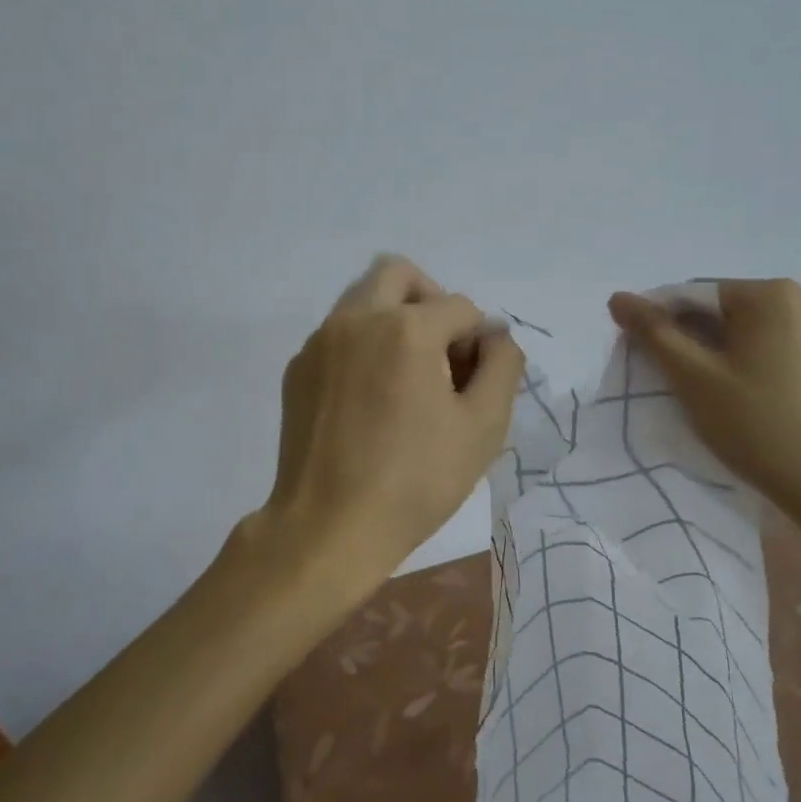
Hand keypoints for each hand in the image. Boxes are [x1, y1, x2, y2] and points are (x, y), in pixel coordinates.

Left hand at [257, 256, 524, 591]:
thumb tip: (496, 335)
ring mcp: (321, 341)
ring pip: (363, 298)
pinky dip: (363, 345)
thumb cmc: (415, 481)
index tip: (472, 383)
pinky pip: (339, 332)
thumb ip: (502, 366)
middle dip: (430, 300)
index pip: (459, 307)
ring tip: (406, 375)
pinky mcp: (298, 367)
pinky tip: (369, 398)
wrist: (327, 528)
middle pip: (399, 273)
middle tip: (441, 350)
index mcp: (406, 329)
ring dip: (394, 318)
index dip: (478, 340)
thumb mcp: (483, 427)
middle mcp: (358, 319)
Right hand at [607, 279, 800, 533]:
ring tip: (705, 397)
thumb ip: (653, 332)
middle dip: (690, 341)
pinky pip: (774, 352)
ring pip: (747, 334)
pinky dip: (747, 367)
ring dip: (717, 356)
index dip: (660, 324)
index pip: (693, 295)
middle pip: (722, 312)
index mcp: (770, 294)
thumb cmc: (761, 426)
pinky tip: (742, 402)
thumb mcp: (694, 377)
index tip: (643, 361)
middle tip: (671, 383)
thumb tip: (618, 297)